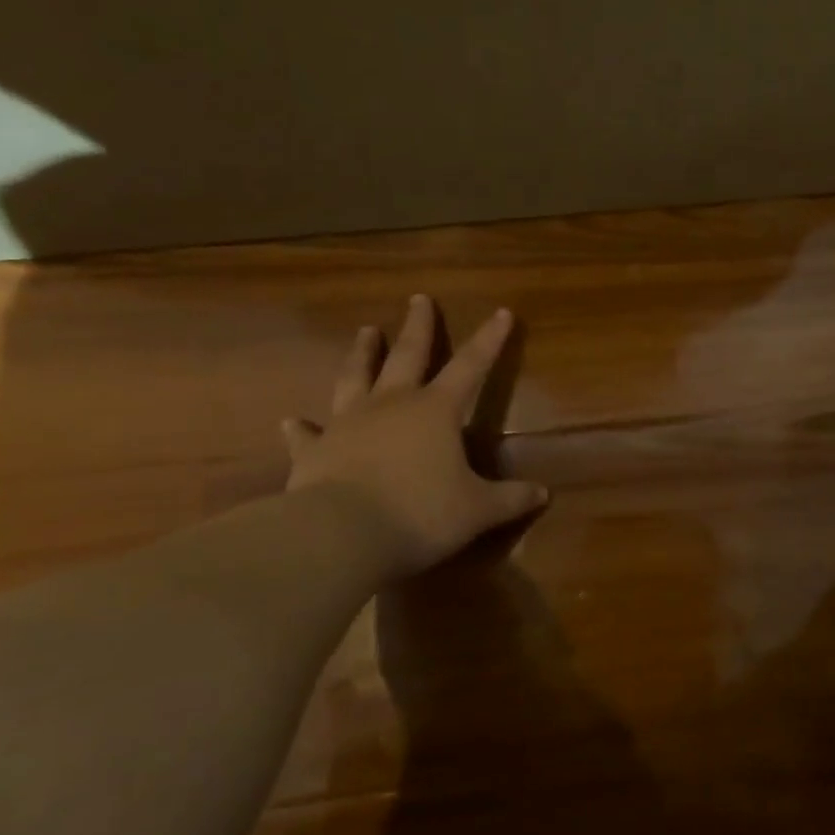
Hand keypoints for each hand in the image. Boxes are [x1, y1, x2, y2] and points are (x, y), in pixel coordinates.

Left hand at [282, 295, 546, 576]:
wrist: (340, 535)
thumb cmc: (420, 514)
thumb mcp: (477, 511)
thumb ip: (510, 500)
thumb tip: (543, 494)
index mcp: (435, 411)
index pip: (471, 366)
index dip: (489, 340)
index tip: (500, 312)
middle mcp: (391, 405)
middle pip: (407, 356)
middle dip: (418, 327)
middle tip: (419, 299)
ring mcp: (347, 423)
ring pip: (355, 377)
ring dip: (362, 354)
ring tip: (365, 331)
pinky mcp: (313, 450)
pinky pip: (307, 434)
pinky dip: (301, 427)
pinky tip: (291, 420)